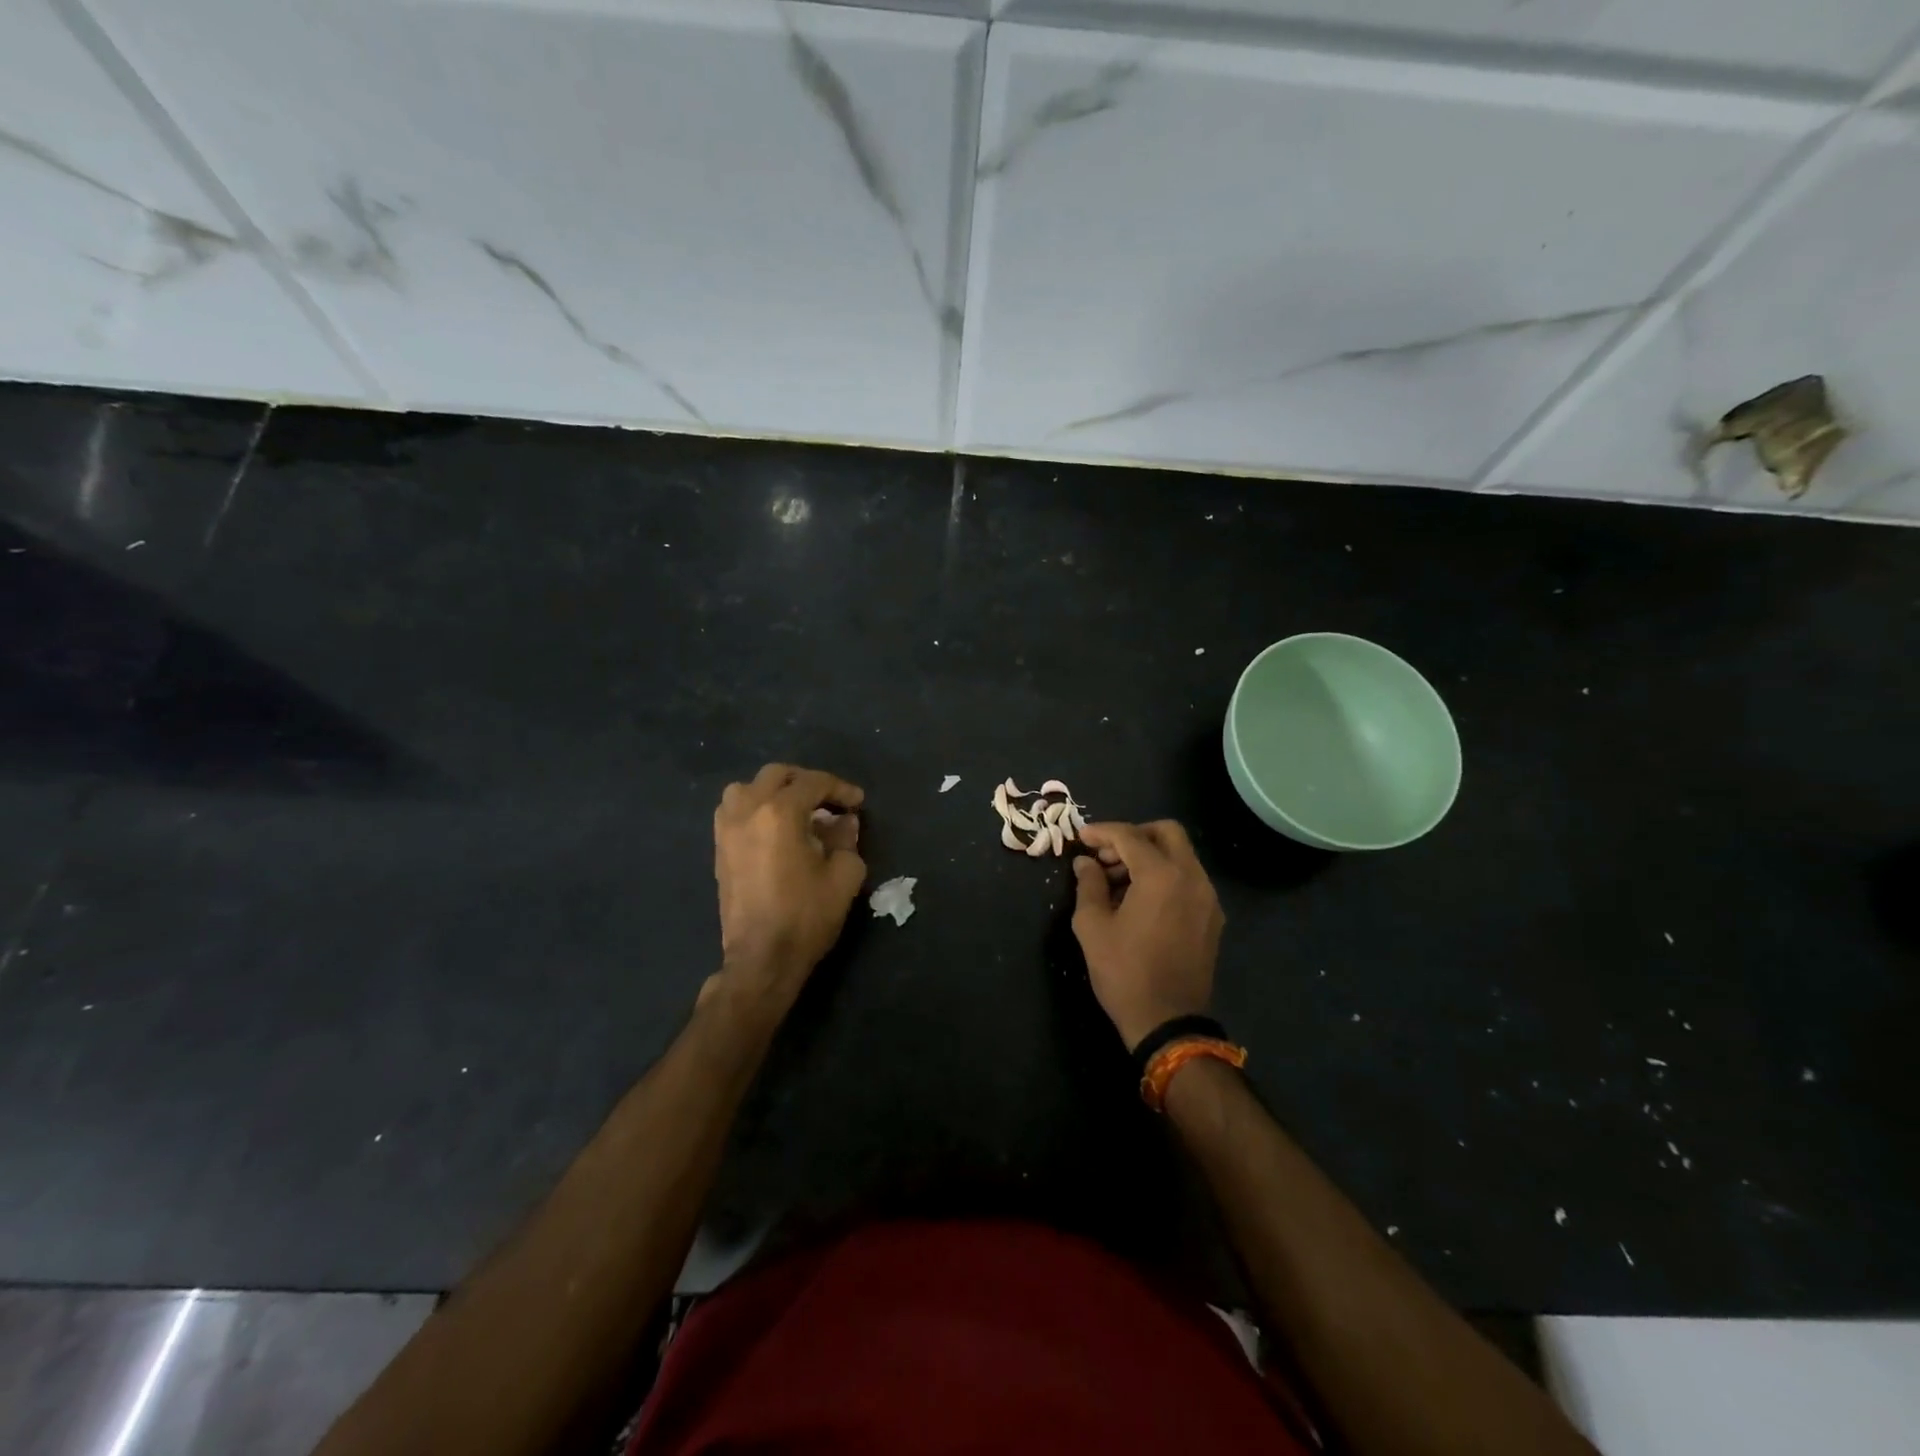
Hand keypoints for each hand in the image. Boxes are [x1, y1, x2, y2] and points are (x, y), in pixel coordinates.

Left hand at [711, 764, 866, 1012]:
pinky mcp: (719, 848)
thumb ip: (846, 839)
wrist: (762, 958)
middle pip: (777, 775)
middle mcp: (748, 811)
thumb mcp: (844, 876)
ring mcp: (727, 829)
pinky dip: (755, 807)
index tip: (858, 803)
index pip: (813, 783)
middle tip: (829, 801)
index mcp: (780, 813)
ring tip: (797, 810)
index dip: (840, 789)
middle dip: (807, 782)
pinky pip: (734, 810)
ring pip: (747, 788)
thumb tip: (844, 821)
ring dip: (774, 791)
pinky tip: (774, 828)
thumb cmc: (806, 916)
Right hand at [1071, 821, 1224, 1051]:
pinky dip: (1165, 875)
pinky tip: (1140, 900)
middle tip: (1107, 854)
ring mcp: (1207, 898)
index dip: (1102, 832)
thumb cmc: (1124, 972)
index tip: (1081, 838)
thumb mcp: (1092, 926)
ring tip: (1118, 880)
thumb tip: (1085, 863)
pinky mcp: (1212, 917)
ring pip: (1181, 855)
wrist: (1169, 1021)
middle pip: (1167, 833)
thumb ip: (1088, 885)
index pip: (1130, 836)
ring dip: (1150, 855)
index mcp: (1161, 875)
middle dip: (1134, 835)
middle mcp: (1192, 877)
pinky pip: (1188, 879)